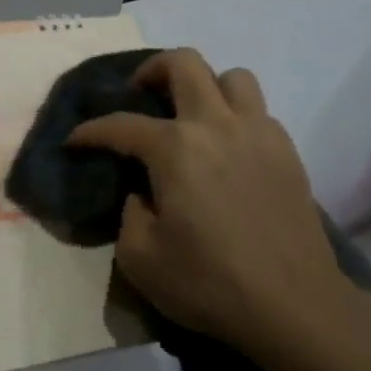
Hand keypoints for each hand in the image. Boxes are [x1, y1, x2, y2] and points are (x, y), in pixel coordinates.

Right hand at [68, 49, 359, 355]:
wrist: (295, 307)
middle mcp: (216, 126)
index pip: (121, 125)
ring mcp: (258, 134)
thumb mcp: (140, 259)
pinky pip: (259, 112)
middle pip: (184, 63)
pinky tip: (228, 149)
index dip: (90, 131)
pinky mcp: (288, 153)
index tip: (74, 140)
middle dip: (153, 69)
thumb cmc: (210, 283)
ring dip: (206, 86)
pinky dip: (237, 117)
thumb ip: (129, 214)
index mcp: (175, 148)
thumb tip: (143, 193)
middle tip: (141, 94)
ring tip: (192, 115)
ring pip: (232, 78)